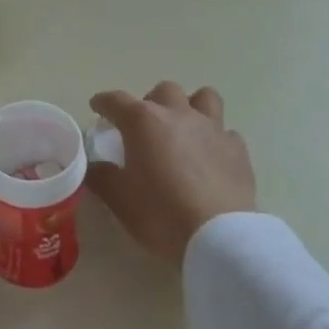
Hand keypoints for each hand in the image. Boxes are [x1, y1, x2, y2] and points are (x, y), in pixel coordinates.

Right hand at [86, 83, 256, 268]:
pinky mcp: (237, 148)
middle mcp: (177, 114)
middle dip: (151, 103)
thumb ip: (101, 177)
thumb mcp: (120, 200)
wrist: (218, 237)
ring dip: (191, 107)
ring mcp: (211, 128)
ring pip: (203, 98)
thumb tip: (92, 166)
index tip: (98, 107)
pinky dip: (216, 141)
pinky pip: (226, 133)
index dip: (103, 102)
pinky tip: (212, 159)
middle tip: (145, 128)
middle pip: (163, 91)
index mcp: (143, 121)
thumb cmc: (162, 214)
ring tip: (185, 130)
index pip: (116, 100)